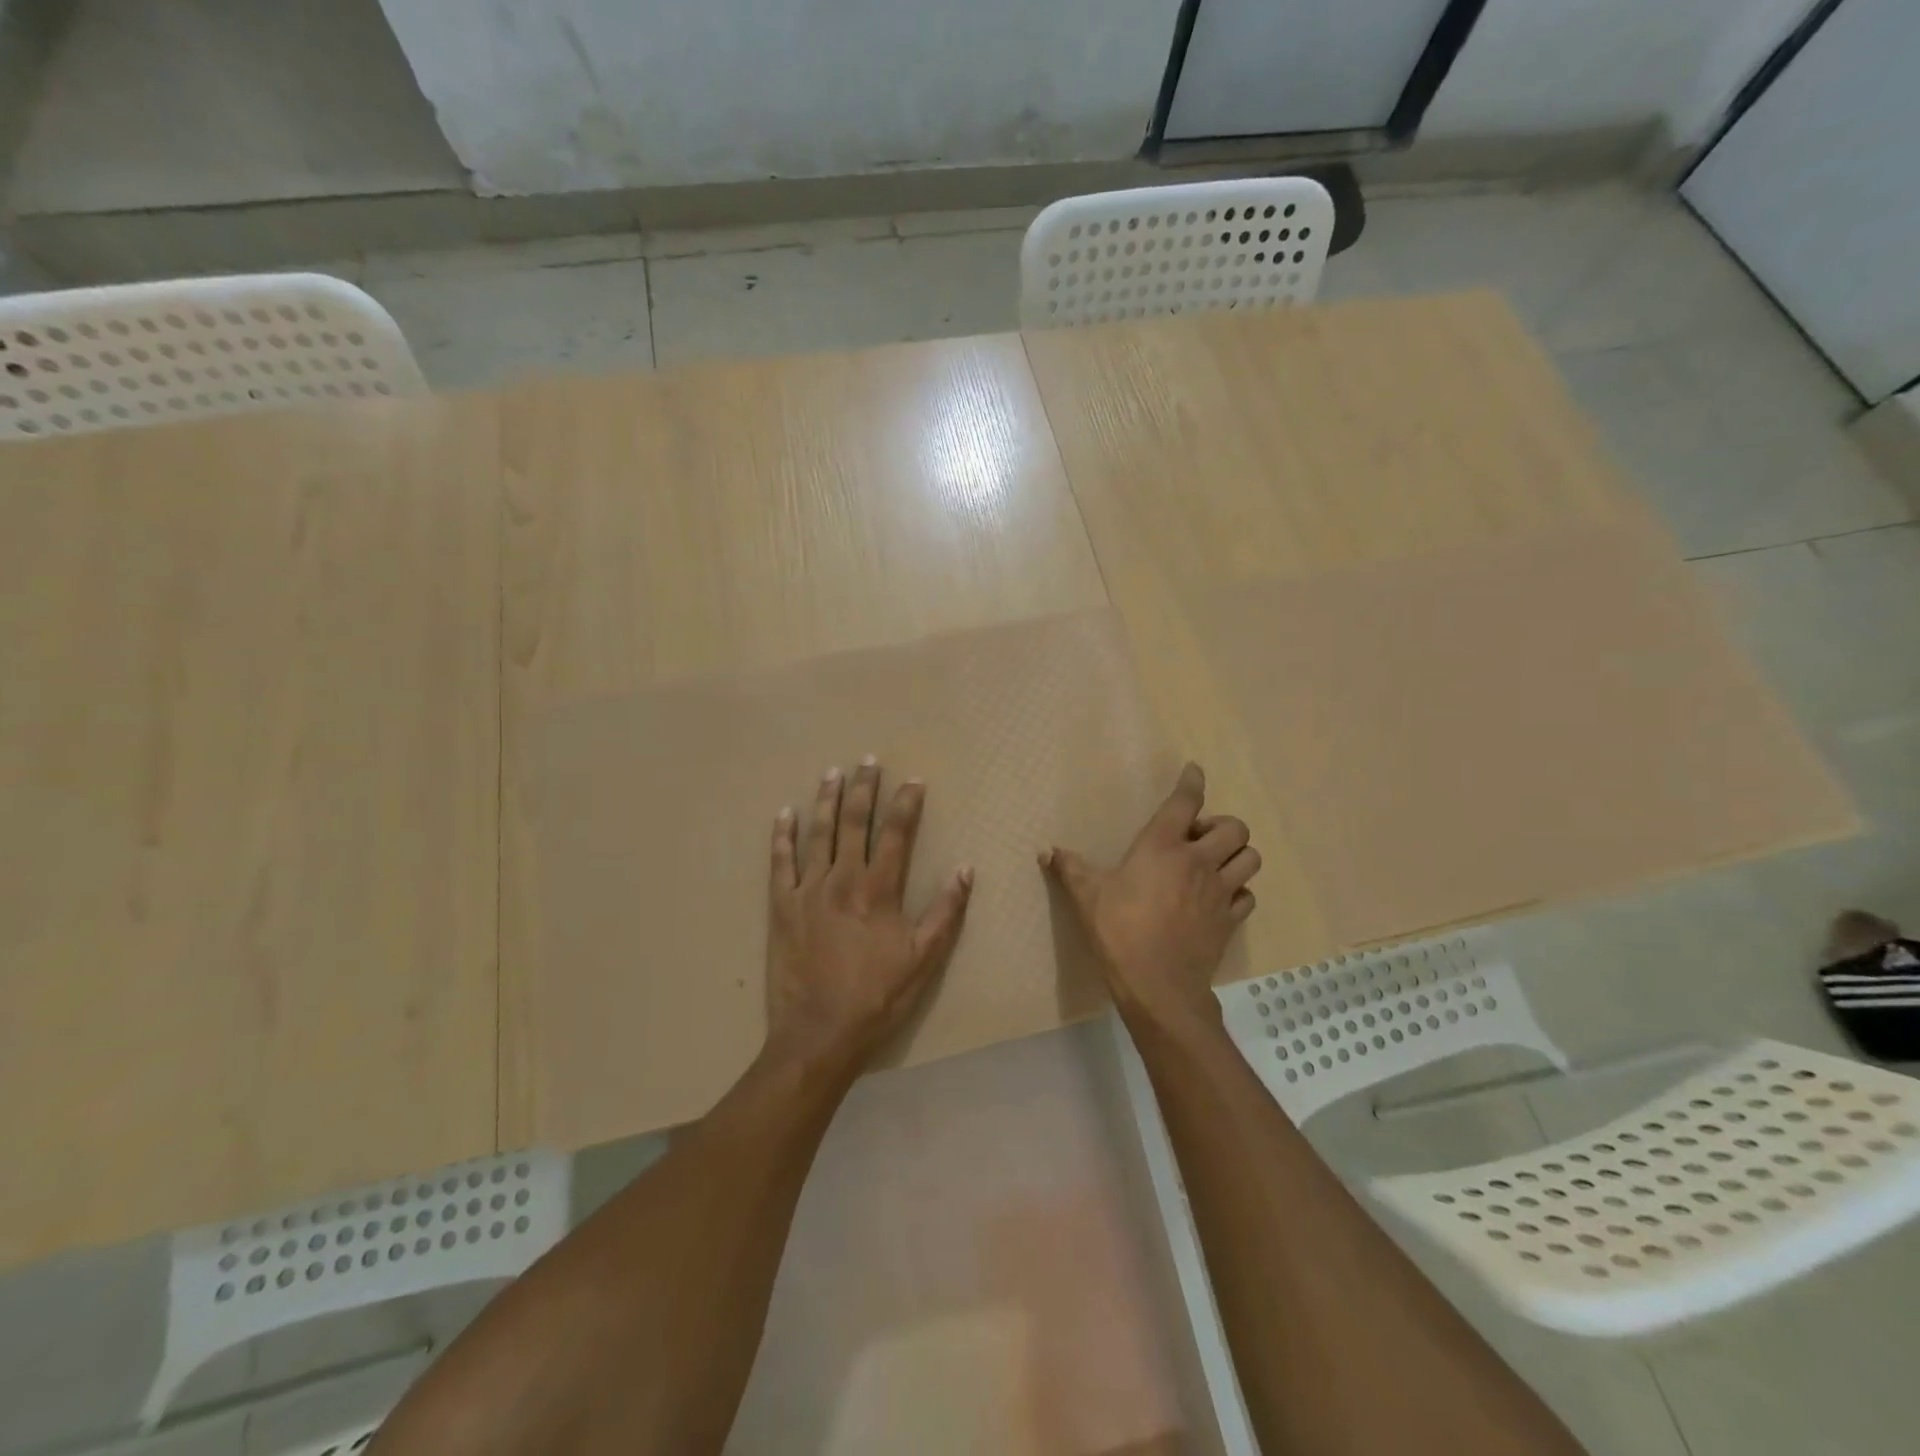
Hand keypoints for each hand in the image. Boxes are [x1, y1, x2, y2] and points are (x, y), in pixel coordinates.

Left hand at [765, 757, 973, 1077]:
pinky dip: (781, 836)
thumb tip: (965, 869)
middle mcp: (842, 879)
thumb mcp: (924, 959)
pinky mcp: (782, 906)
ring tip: (832, 773)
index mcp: (878, 890)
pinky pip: (779, 863)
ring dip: (827, 800)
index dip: (906, 804)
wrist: (819, 1032)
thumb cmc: (878, 997)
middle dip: (865, 789)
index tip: (913, 780)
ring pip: (818, 834)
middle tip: (868, 761)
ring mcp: (808, 890)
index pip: (896, 834)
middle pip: (855, 823)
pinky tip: (784, 813)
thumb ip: (946, 912)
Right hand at [1042, 762, 1258, 1031]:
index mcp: (1162, 846)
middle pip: (1234, 828)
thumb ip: (1069, 868)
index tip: (1195, 770)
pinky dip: (1239, 891)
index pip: (1185, 802)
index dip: (1192, 781)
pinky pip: (1248, 896)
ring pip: (1250, 858)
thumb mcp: (1087, 896)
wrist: (1158, 985)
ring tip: (1215, 864)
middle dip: (1221, 826)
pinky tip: (1220, 899)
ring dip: (1236, 855)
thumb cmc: (1119, 931)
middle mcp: (1198, 861)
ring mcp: (1220, 891)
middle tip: (1198, 839)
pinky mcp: (1230, 920)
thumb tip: (1045, 850)